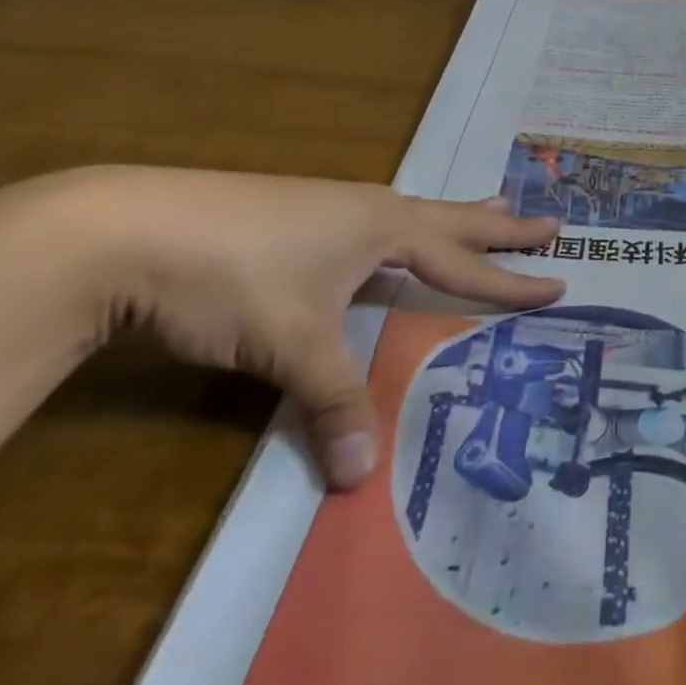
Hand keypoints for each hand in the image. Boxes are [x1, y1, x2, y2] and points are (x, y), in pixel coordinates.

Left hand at [62, 167, 563, 487]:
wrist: (125, 229)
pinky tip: (384, 243)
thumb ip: (333, 402)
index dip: (512, 280)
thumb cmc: (233, 276)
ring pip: (410, 214)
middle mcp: (366, 209)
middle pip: (452, 217)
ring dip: (453, 218)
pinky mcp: (291, 216)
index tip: (560, 282)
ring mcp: (327, 207)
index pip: (464, 262)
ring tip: (483, 210)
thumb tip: (359, 477)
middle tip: (549, 219)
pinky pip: (370, 224)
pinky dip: (402, 231)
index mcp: (384, 228)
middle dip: (502, 223)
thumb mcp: (292, 345)